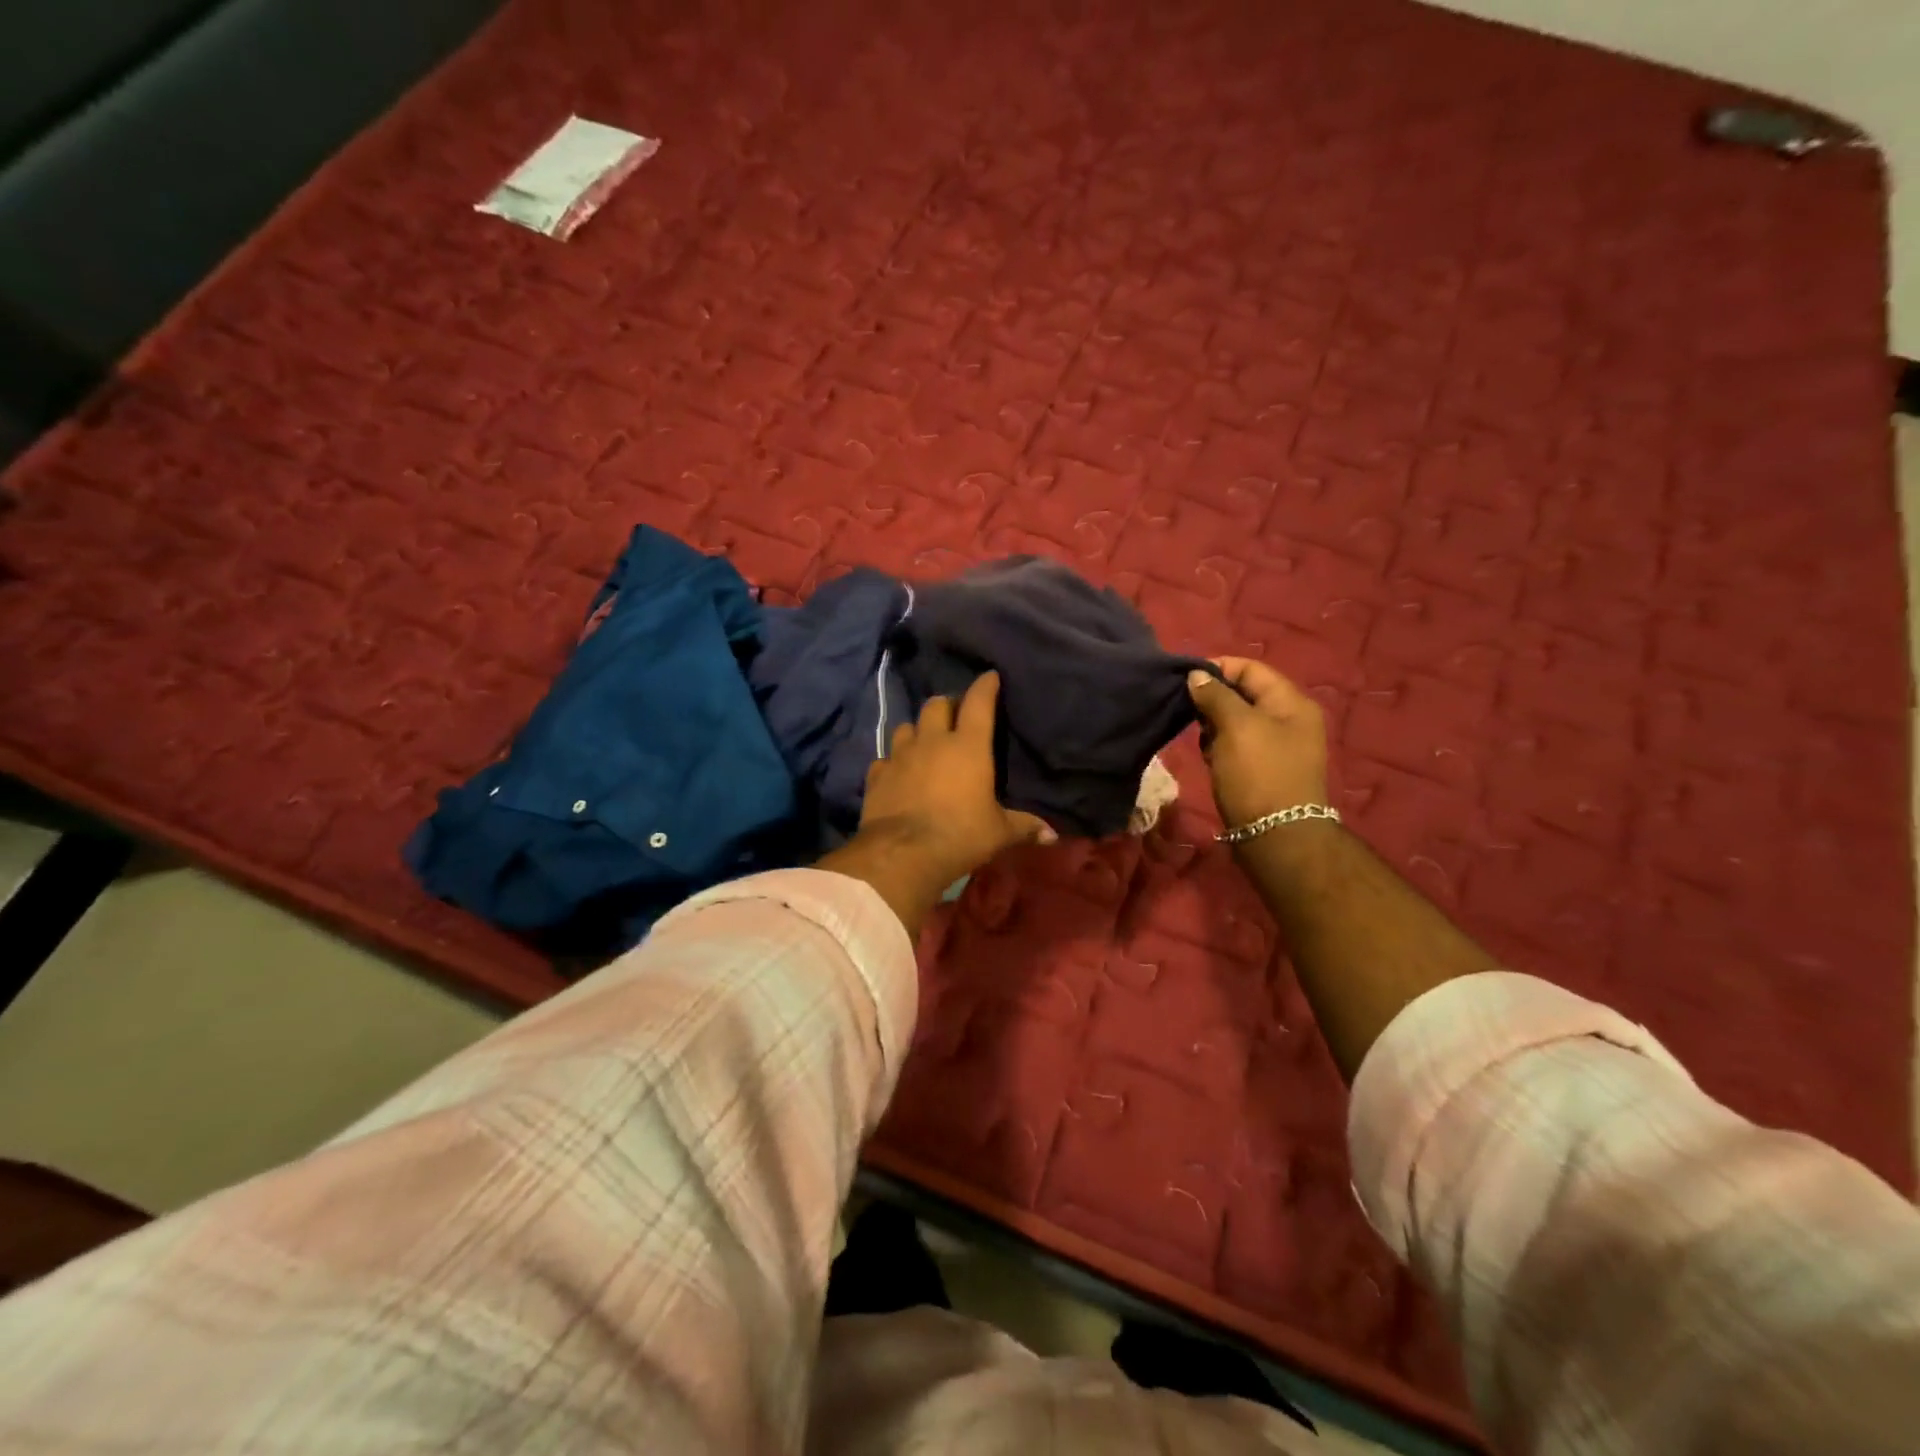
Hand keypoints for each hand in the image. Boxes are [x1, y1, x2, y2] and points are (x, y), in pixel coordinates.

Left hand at [857, 672, 1056, 889]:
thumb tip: (1052, 835)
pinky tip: (898, 773)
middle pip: (936, 705)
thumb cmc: (961, 835)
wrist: (903, 854)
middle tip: (955, 718)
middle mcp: (932, 742)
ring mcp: (900, 756)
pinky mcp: (876, 776)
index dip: (985, 686)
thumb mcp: (999, 833)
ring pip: (906, 727)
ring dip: (917, 730)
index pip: (978, 703)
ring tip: (924, 743)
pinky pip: (884, 759)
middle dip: (947, 706)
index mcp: (968, 746)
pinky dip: (893, 762)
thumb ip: (1024, 827)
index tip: (990, 677)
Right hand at [1187, 658, 1329, 829]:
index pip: (1251, 668)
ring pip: (1237, 721)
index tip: (1184, 679)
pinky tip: (1209, 758)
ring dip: (1214, 725)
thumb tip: (1197, 675)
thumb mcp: (1235, 727)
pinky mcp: (1264, 768)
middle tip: (1188, 713)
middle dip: (1213, 699)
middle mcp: (1289, 719)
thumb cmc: (1258, 774)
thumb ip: (1216, 696)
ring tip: (1200, 740)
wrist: (1276, 837)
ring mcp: (1278, 746)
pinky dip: (1220, 746)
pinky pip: (1237, 745)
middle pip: (1244, 694)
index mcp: (1291, 702)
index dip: (1217, 668)